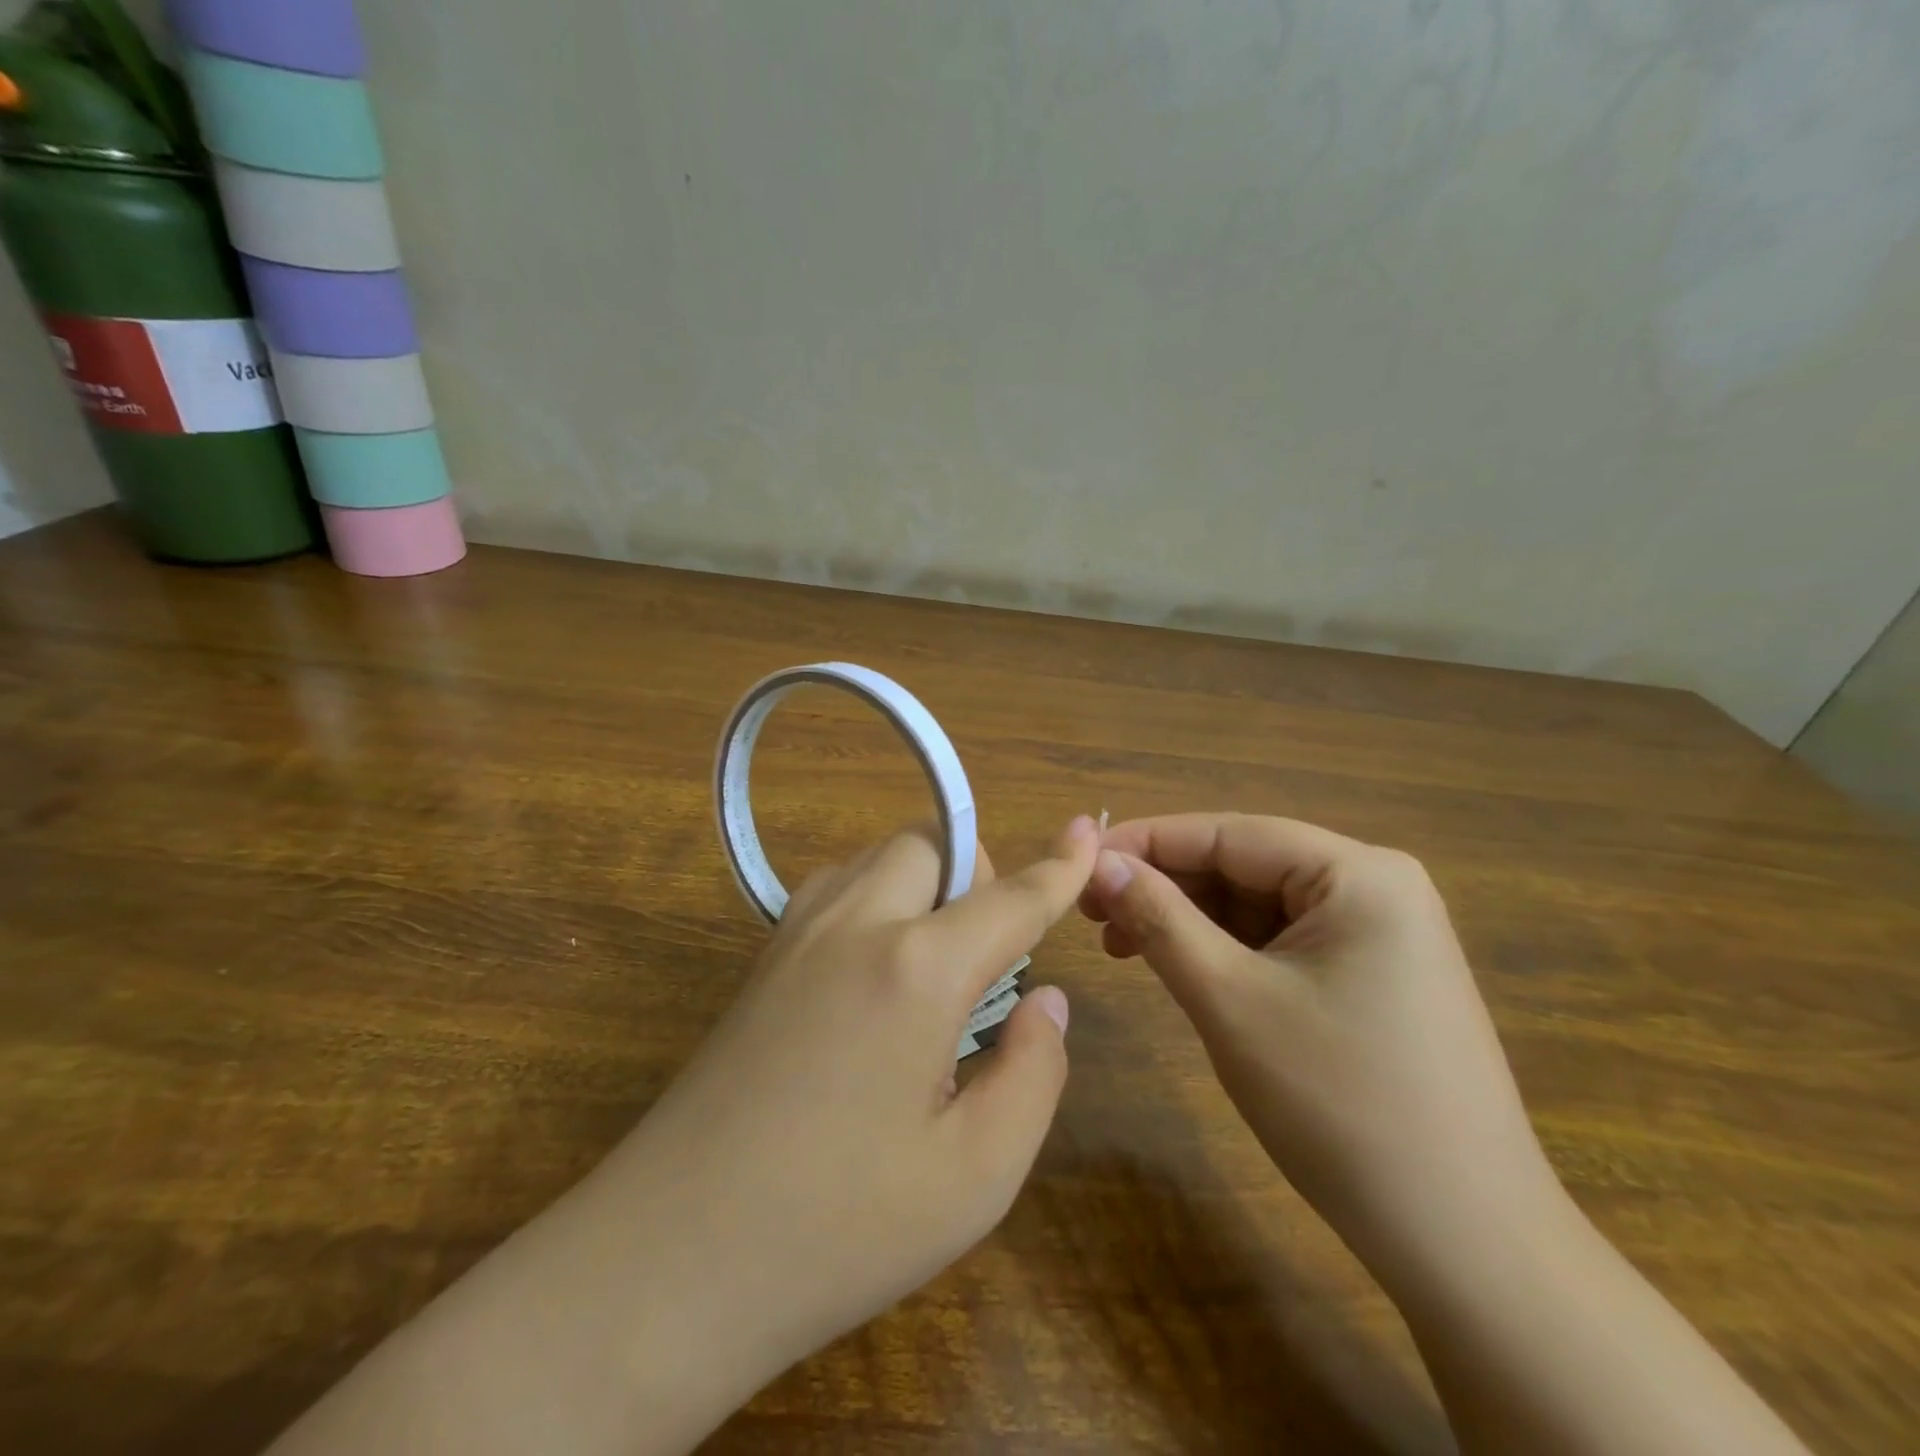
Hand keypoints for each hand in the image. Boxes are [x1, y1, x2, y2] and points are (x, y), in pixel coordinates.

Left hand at [593, 815, 1099, 1440]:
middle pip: (930, 846)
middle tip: (984, 956)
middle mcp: (856, 926)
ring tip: (932, 964)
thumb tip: (1047, 1003)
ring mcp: (796, 935)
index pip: (1010, 898)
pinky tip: (872, 974)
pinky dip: (874, 899)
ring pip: (877, 858)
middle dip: (974, 877)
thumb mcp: (975, 1177)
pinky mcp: (761, 959)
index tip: (1088, 830)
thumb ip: (1034, 1073)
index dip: (1060, 867)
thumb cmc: (838, 1228)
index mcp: (917, 969)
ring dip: (921, 883)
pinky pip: (835, 888)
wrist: (669, 1258)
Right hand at [1079, 813, 1556, 1268]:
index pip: (1229, 834)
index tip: (1079, 862)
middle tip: (1090, 912)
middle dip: (1164, 885)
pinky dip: (1224, 950)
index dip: (1146, 843)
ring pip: (1257, 905)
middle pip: (1244, 865)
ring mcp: (1380, 934)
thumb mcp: (1230, 1000)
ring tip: (1120, 945)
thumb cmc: (1340, 1106)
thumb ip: (1160, 919)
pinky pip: (1281, 941)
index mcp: (1359, 874)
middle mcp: (1376, 887)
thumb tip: (1100, 862)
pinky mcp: (1372, 976)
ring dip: (1187, 919)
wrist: (1464, 1243)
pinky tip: (1179, 966)